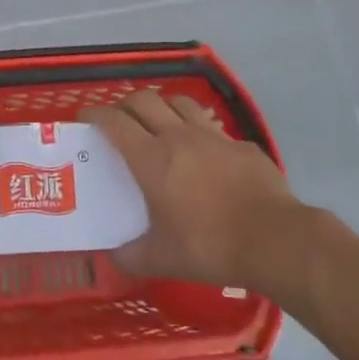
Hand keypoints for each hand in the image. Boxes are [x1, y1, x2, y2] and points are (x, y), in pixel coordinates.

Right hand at [82, 90, 302, 287]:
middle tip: (119, 120)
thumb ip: (131, 256)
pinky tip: (204, 152)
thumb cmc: (209, 246)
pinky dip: (200, 131)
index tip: (84, 119)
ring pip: (180, 102)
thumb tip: (113, 257)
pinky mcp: (242, 145)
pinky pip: (213, 127)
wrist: (274, 240)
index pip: (114, 122)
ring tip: (159, 122)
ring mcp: (213, 137)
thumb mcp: (161, 259)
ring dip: (163, 106)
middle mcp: (178, 136)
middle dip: (125, 104)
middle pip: (144, 100)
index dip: (95, 115)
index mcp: (151, 158)